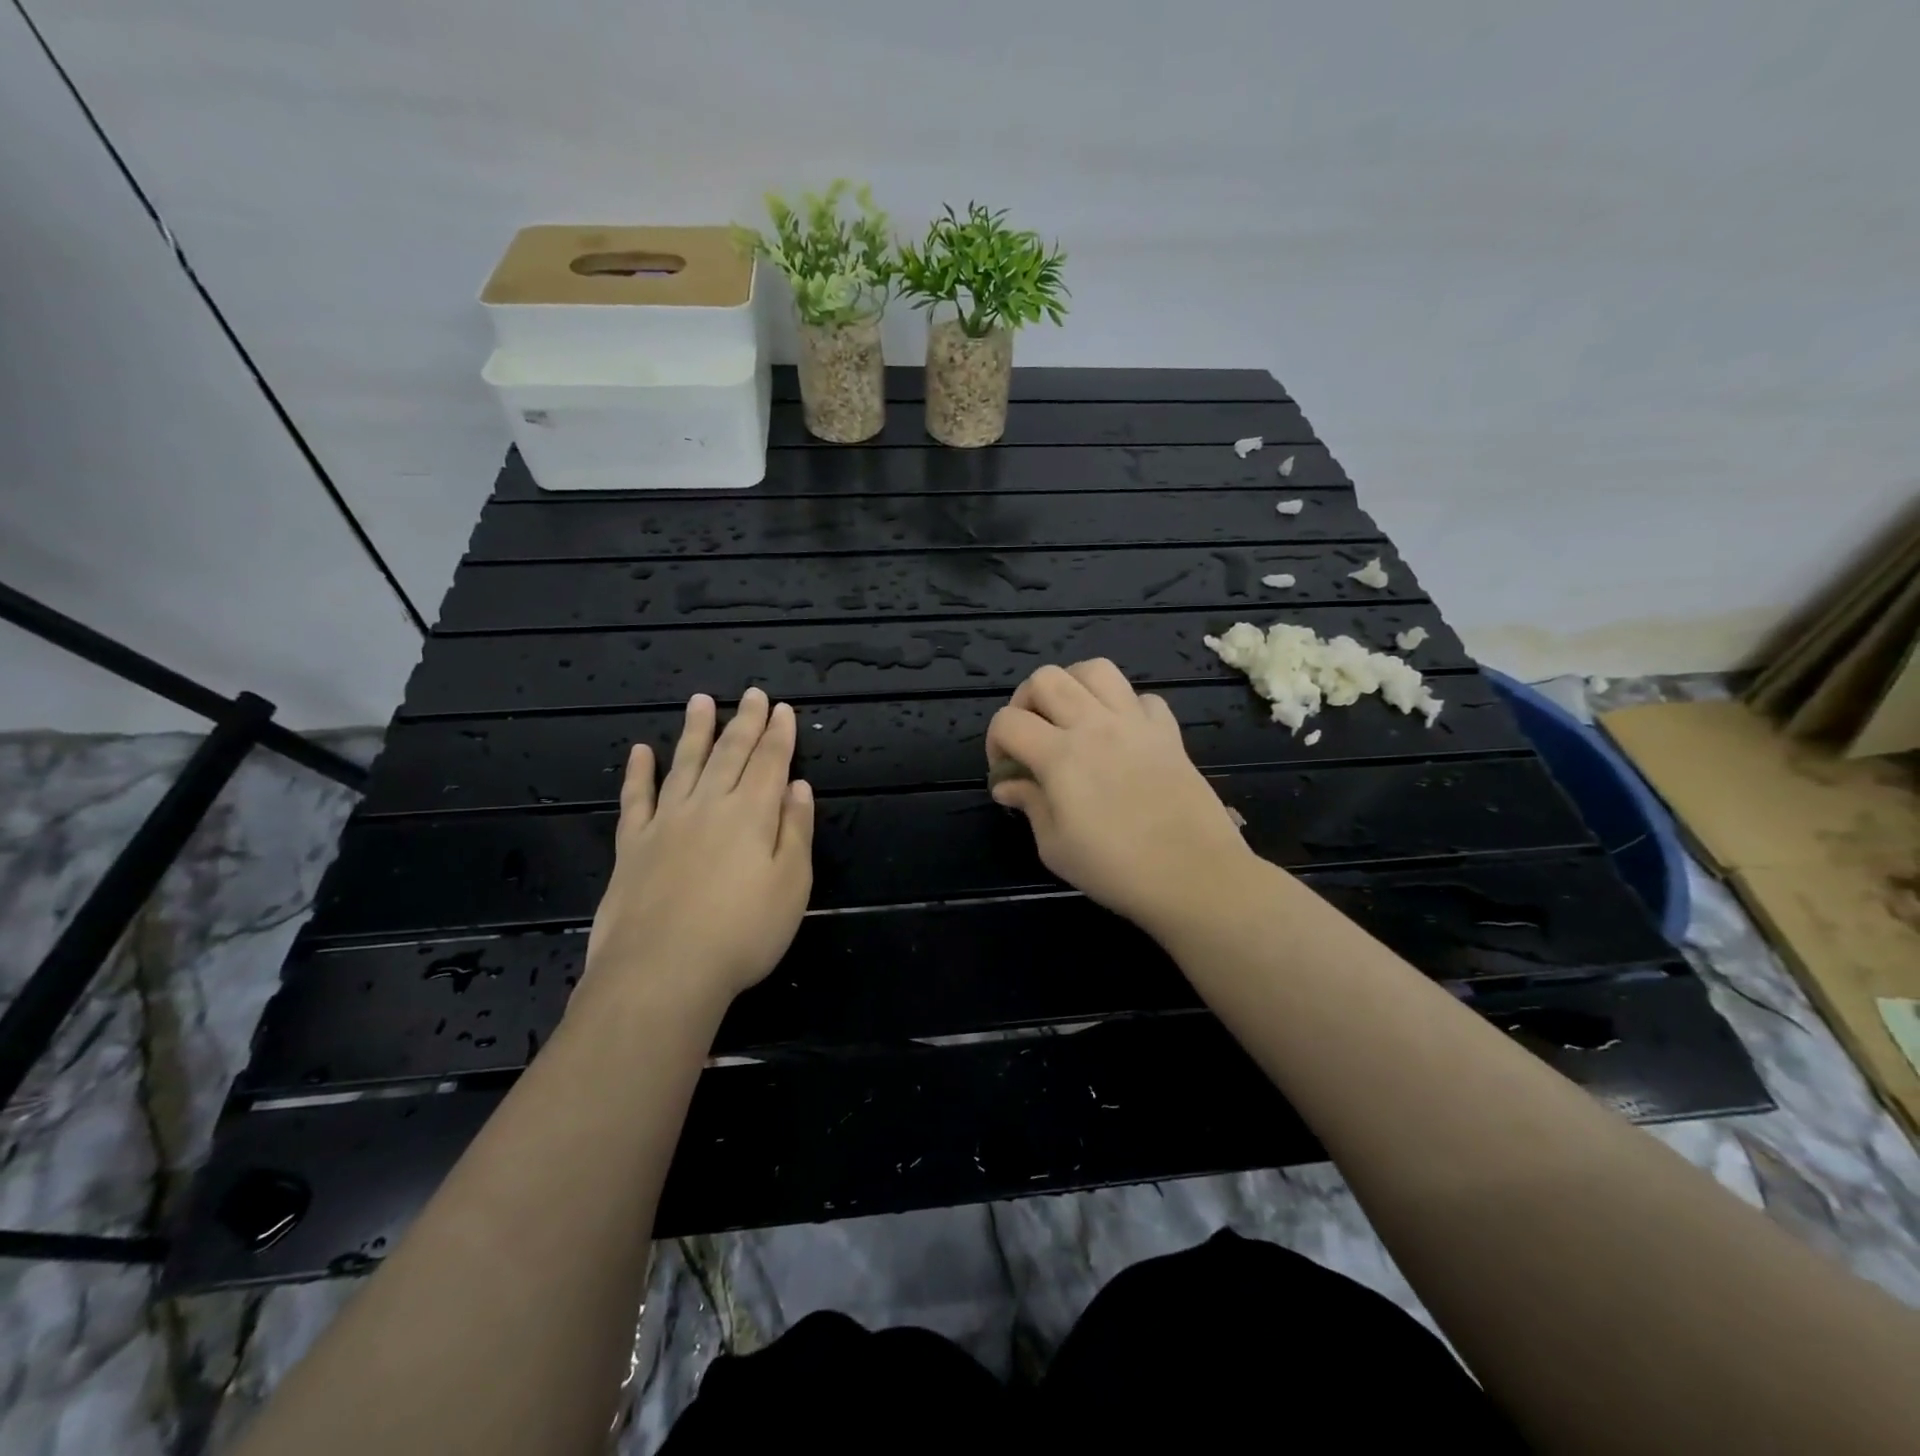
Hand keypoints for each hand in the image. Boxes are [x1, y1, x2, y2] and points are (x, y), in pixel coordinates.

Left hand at [578, 689, 813, 1015]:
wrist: (662, 970)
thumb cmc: (742, 932)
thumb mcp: (792, 884)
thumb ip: (796, 831)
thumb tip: (797, 787)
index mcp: (752, 813)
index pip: (769, 762)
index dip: (779, 734)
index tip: (783, 709)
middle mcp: (709, 805)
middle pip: (730, 754)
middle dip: (745, 722)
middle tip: (752, 695)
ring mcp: (666, 822)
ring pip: (684, 764)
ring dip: (695, 732)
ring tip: (700, 701)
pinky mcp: (633, 845)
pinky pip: (636, 799)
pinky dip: (639, 773)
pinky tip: (641, 752)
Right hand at [986, 661, 1256, 934]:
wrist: (1194, 875)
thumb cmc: (1116, 869)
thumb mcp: (1055, 847)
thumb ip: (1029, 805)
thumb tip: (1008, 785)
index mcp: (1060, 755)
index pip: (1008, 721)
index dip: (994, 742)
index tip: (1006, 771)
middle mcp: (1095, 725)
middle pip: (1046, 678)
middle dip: (1026, 700)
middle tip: (1032, 735)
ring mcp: (1135, 723)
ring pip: (1096, 670)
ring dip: (1074, 686)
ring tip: (1072, 718)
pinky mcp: (1168, 732)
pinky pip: (1142, 697)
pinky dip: (1125, 707)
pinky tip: (1122, 735)